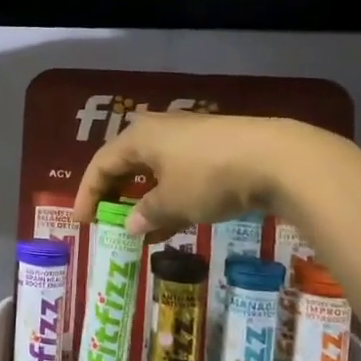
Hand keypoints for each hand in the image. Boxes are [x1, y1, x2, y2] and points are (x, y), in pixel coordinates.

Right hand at [73, 112, 314, 239]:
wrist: (277, 159)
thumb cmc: (209, 178)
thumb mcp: (172, 203)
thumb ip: (146, 214)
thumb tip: (130, 225)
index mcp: (139, 137)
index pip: (101, 165)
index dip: (88, 194)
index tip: (82, 222)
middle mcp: (160, 130)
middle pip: (126, 163)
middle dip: (114, 193)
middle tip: (106, 219)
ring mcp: (189, 137)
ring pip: (155, 170)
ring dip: (144, 199)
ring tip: (140, 230)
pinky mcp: (215, 147)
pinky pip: (179, 173)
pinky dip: (170, 196)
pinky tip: (175, 222)